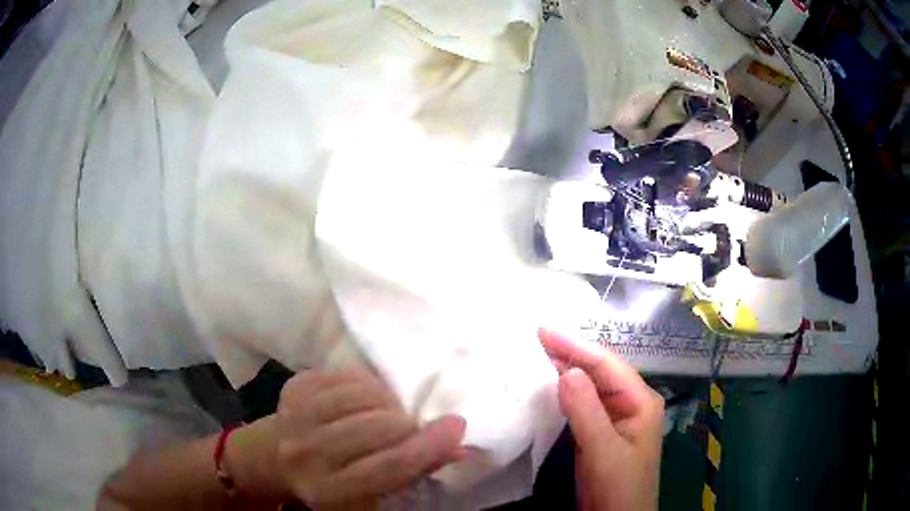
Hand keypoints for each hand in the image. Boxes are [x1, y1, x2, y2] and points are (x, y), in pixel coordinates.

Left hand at [275, 369, 465, 508]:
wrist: (277, 457)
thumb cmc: (333, 482)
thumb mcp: (373, 492)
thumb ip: (415, 469)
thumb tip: (459, 447)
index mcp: (330, 490)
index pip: (389, 465)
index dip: (429, 445)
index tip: (456, 425)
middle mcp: (307, 454)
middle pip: (376, 427)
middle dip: (407, 423)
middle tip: (413, 426)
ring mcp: (296, 416)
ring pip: (362, 396)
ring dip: (388, 401)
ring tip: (388, 412)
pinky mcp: (294, 388)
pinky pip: (346, 374)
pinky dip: (367, 382)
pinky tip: (367, 397)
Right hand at [539, 329, 663, 510]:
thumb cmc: (618, 486)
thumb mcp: (603, 451)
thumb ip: (586, 411)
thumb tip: (566, 370)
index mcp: (641, 400)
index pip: (606, 364)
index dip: (575, 345)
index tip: (542, 330)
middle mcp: (631, 402)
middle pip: (599, 371)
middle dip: (569, 353)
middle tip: (534, 337)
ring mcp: (617, 417)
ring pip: (590, 386)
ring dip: (565, 369)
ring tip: (537, 353)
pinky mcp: (601, 431)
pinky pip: (583, 404)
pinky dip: (565, 392)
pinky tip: (548, 385)